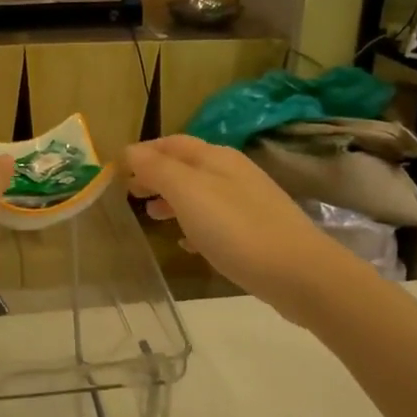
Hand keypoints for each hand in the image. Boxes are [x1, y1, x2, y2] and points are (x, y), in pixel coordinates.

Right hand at [123, 135, 354, 321]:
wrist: (300, 274)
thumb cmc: (237, 229)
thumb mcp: (189, 193)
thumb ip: (157, 170)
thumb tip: (130, 151)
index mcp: (216, 158)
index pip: (172, 143)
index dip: (143, 152)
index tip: (117, 170)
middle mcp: (233, 172)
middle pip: (186, 166)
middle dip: (156, 176)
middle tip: (130, 195)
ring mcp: (248, 202)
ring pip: (200, 193)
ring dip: (173, 200)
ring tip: (152, 218)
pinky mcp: (256, 231)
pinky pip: (216, 220)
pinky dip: (195, 225)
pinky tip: (186, 244)